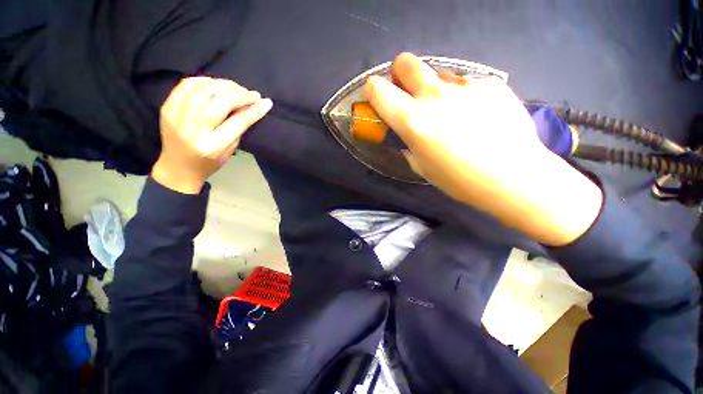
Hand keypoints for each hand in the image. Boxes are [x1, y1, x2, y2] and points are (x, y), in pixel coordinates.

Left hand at [152, 77, 271, 193]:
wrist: (178, 167)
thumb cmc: (209, 162)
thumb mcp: (230, 149)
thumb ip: (239, 127)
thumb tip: (250, 106)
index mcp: (212, 145)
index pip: (238, 122)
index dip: (254, 110)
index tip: (266, 102)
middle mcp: (193, 129)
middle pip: (219, 102)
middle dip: (240, 94)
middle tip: (252, 94)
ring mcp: (176, 116)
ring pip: (203, 89)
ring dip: (223, 85)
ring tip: (236, 88)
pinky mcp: (167, 107)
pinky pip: (186, 85)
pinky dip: (204, 81)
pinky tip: (215, 85)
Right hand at [364, 53, 602, 245]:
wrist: (514, 176)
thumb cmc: (460, 180)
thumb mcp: (422, 167)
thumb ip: (407, 144)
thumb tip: (406, 135)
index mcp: (413, 120)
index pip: (378, 88)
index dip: (373, 91)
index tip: (378, 100)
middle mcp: (434, 95)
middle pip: (405, 62)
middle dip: (399, 75)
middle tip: (408, 95)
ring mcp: (465, 85)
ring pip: (437, 73)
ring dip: (433, 88)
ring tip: (450, 112)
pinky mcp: (490, 83)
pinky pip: (465, 82)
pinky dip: (461, 94)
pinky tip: (475, 115)